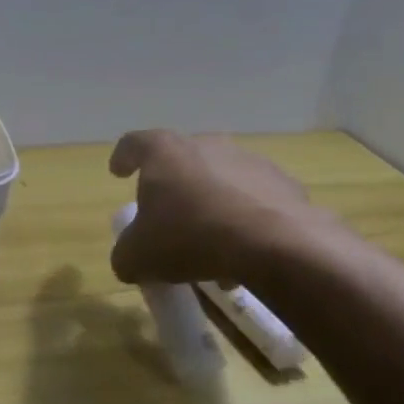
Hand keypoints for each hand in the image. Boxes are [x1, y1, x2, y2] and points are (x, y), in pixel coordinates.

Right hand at [109, 131, 332, 284]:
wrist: (275, 244)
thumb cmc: (191, 237)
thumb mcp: (140, 257)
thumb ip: (126, 255)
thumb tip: (129, 260)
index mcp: (165, 152)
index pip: (135, 144)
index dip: (123, 157)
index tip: (118, 173)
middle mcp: (207, 145)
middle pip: (182, 162)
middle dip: (174, 190)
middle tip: (168, 220)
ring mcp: (250, 161)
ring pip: (220, 182)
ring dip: (211, 208)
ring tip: (210, 248)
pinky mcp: (285, 184)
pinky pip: (254, 200)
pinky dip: (244, 220)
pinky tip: (243, 252)